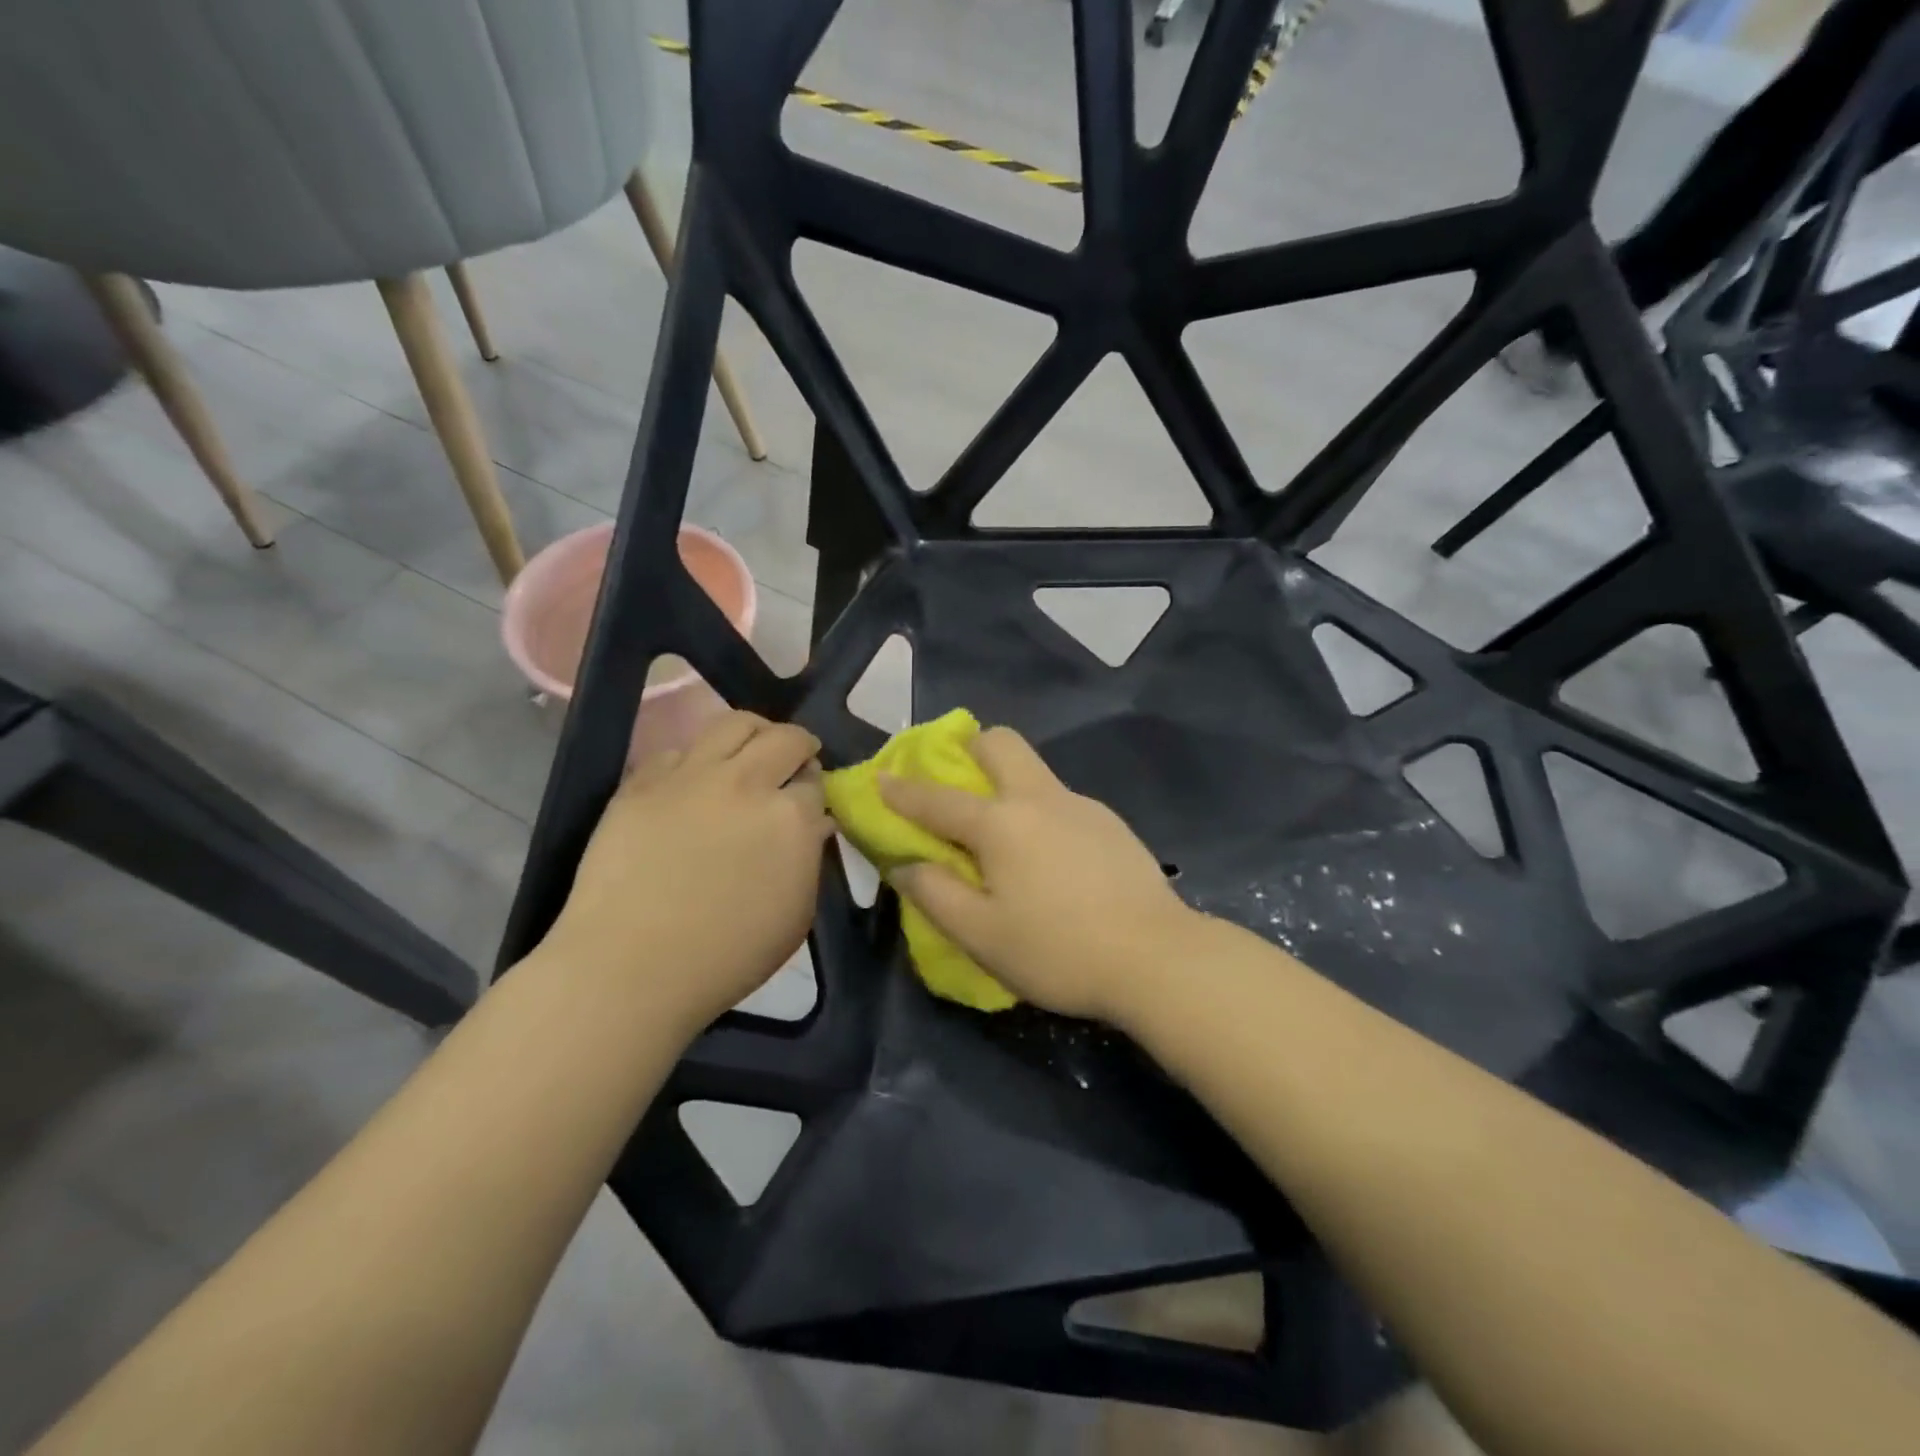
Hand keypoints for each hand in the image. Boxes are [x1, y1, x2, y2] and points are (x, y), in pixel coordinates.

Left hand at [543, 711, 832, 1030]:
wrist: (630, 967)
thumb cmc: (726, 956)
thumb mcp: (795, 916)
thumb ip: (809, 860)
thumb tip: (811, 825)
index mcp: (792, 818)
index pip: (815, 781)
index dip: (814, 789)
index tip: (809, 801)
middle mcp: (748, 782)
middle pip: (785, 738)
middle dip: (798, 746)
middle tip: (793, 763)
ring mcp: (692, 776)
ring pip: (734, 723)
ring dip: (755, 733)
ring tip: (751, 751)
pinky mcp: (643, 781)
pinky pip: (677, 751)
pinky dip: (695, 760)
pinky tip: (692, 784)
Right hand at [880, 727, 1199, 1022]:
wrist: (1158, 958)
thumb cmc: (1058, 950)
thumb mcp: (981, 935)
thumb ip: (936, 895)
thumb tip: (906, 865)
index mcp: (1001, 823)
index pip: (938, 799)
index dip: (903, 790)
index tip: (880, 777)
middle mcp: (1040, 798)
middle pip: (1001, 743)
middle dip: (970, 749)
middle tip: (956, 783)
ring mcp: (1082, 806)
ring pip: (1035, 770)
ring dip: (1007, 781)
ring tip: (1003, 835)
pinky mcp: (1111, 824)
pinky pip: (1061, 800)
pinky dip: (1039, 811)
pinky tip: (1050, 859)